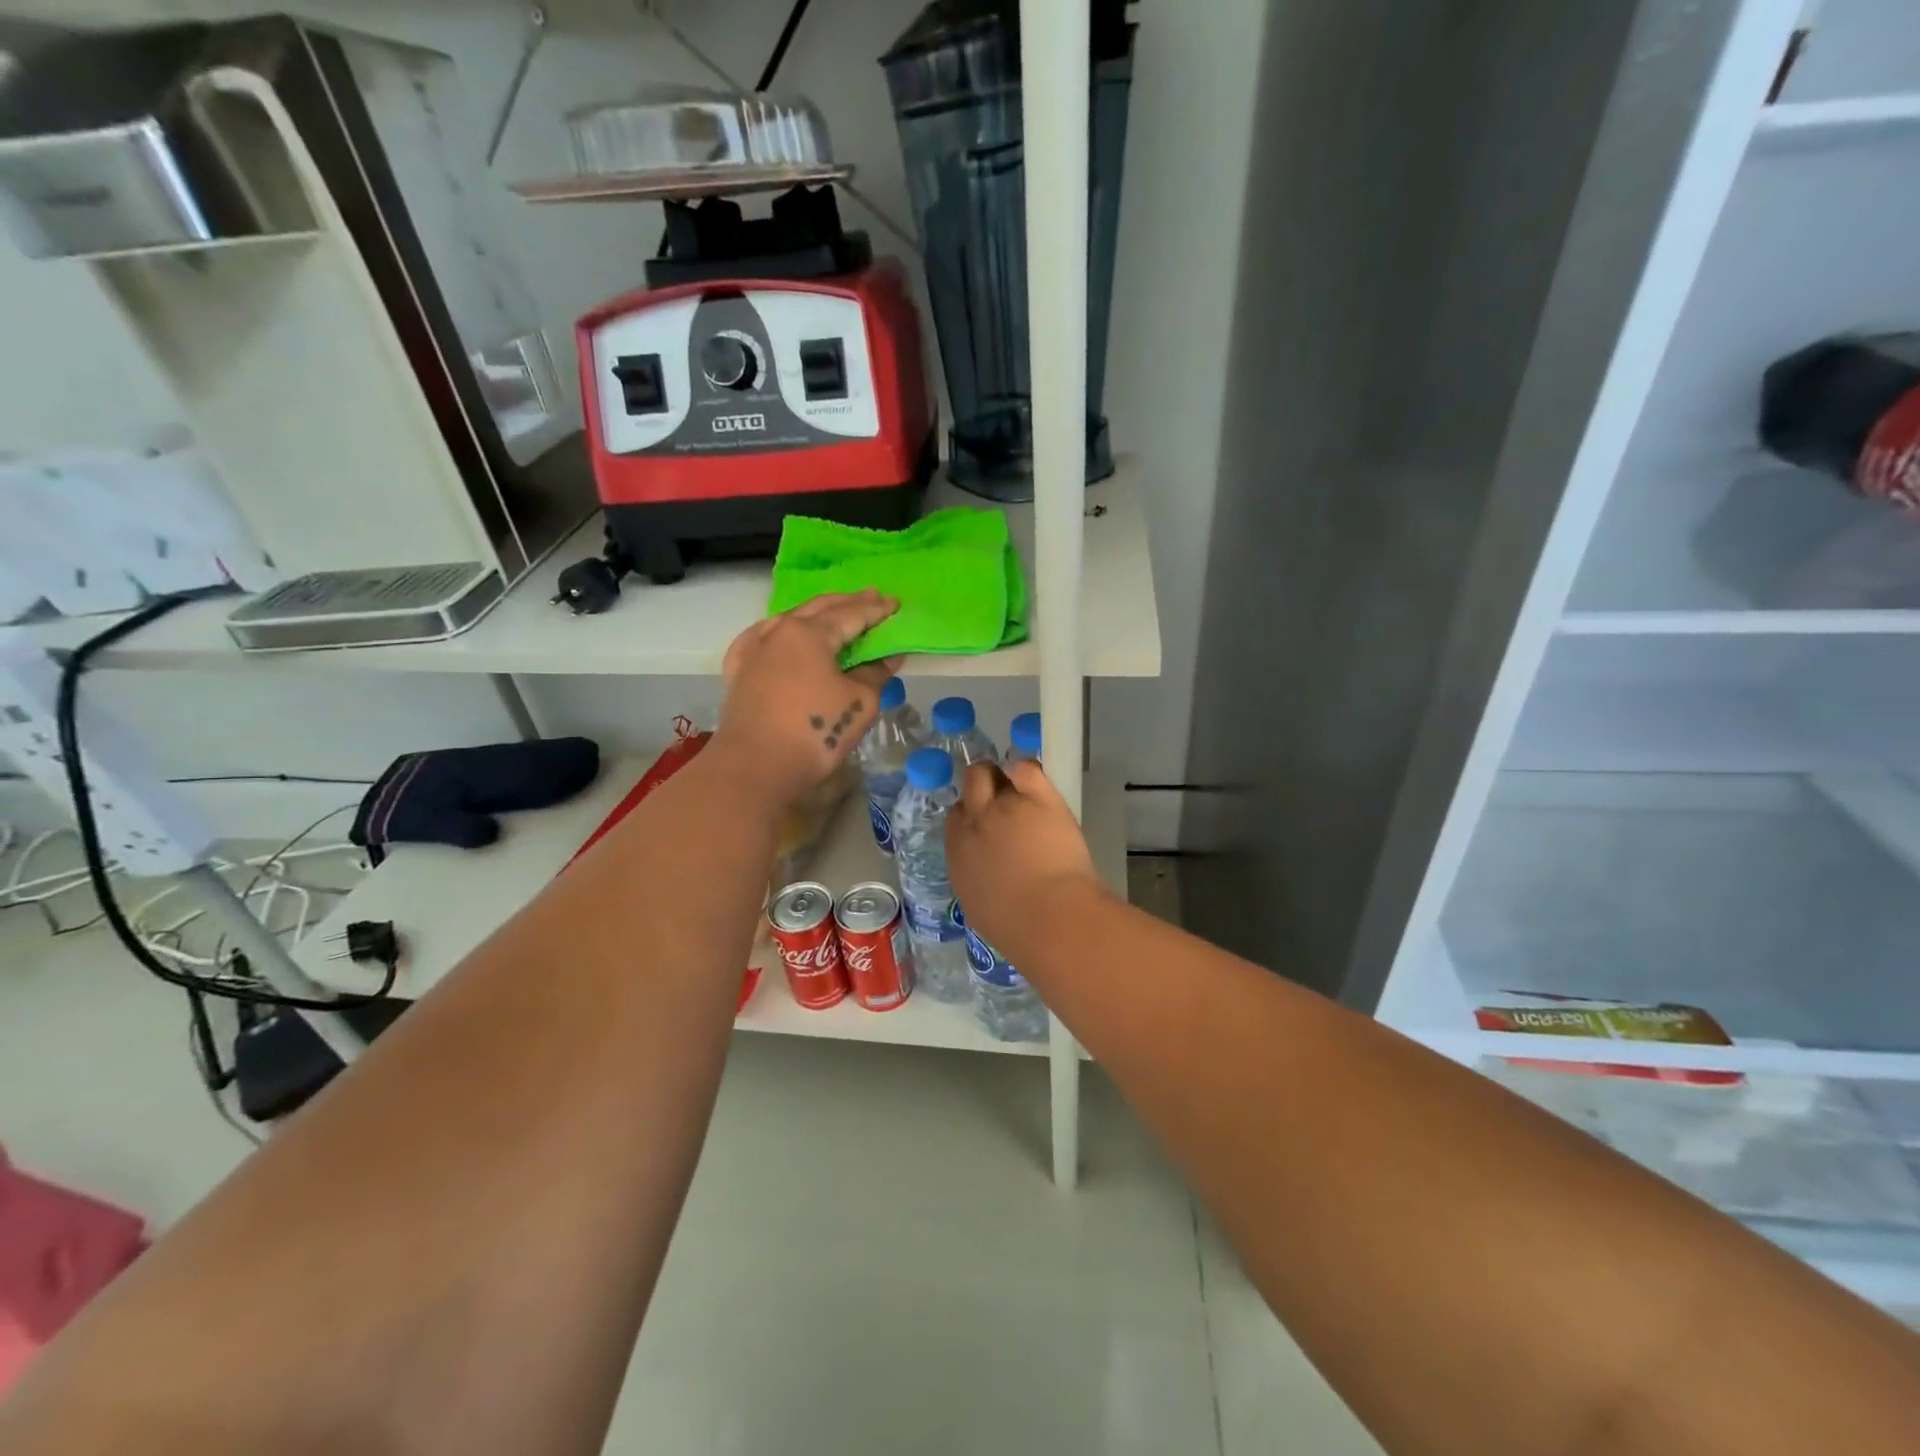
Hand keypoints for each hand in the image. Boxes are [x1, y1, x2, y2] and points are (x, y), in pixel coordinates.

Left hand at [714, 591, 901, 805]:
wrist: (755, 768)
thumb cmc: (814, 733)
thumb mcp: (859, 703)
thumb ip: (875, 674)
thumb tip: (888, 657)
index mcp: (810, 633)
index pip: (851, 613)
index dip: (877, 610)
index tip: (896, 604)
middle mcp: (779, 631)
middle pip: (819, 608)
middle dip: (848, 602)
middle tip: (873, 598)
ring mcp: (754, 650)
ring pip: (789, 620)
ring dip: (816, 614)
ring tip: (835, 613)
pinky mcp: (739, 672)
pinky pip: (762, 638)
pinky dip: (780, 631)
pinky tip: (781, 634)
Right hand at [945, 760, 1105, 954]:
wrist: (1051, 918)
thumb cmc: (1016, 926)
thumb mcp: (979, 905)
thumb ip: (975, 878)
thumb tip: (983, 872)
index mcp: (959, 852)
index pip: (956, 815)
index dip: (972, 813)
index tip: (986, 821)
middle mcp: (976, 822)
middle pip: (970, 783)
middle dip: (982, 784)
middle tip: (1002, 795)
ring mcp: (1005, 806)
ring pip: (992, 772)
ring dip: (1004, 777)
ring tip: (1023, 787)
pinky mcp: (1038, 798)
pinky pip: (1025, 768)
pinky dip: (1026, 770)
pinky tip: (1035, 781)